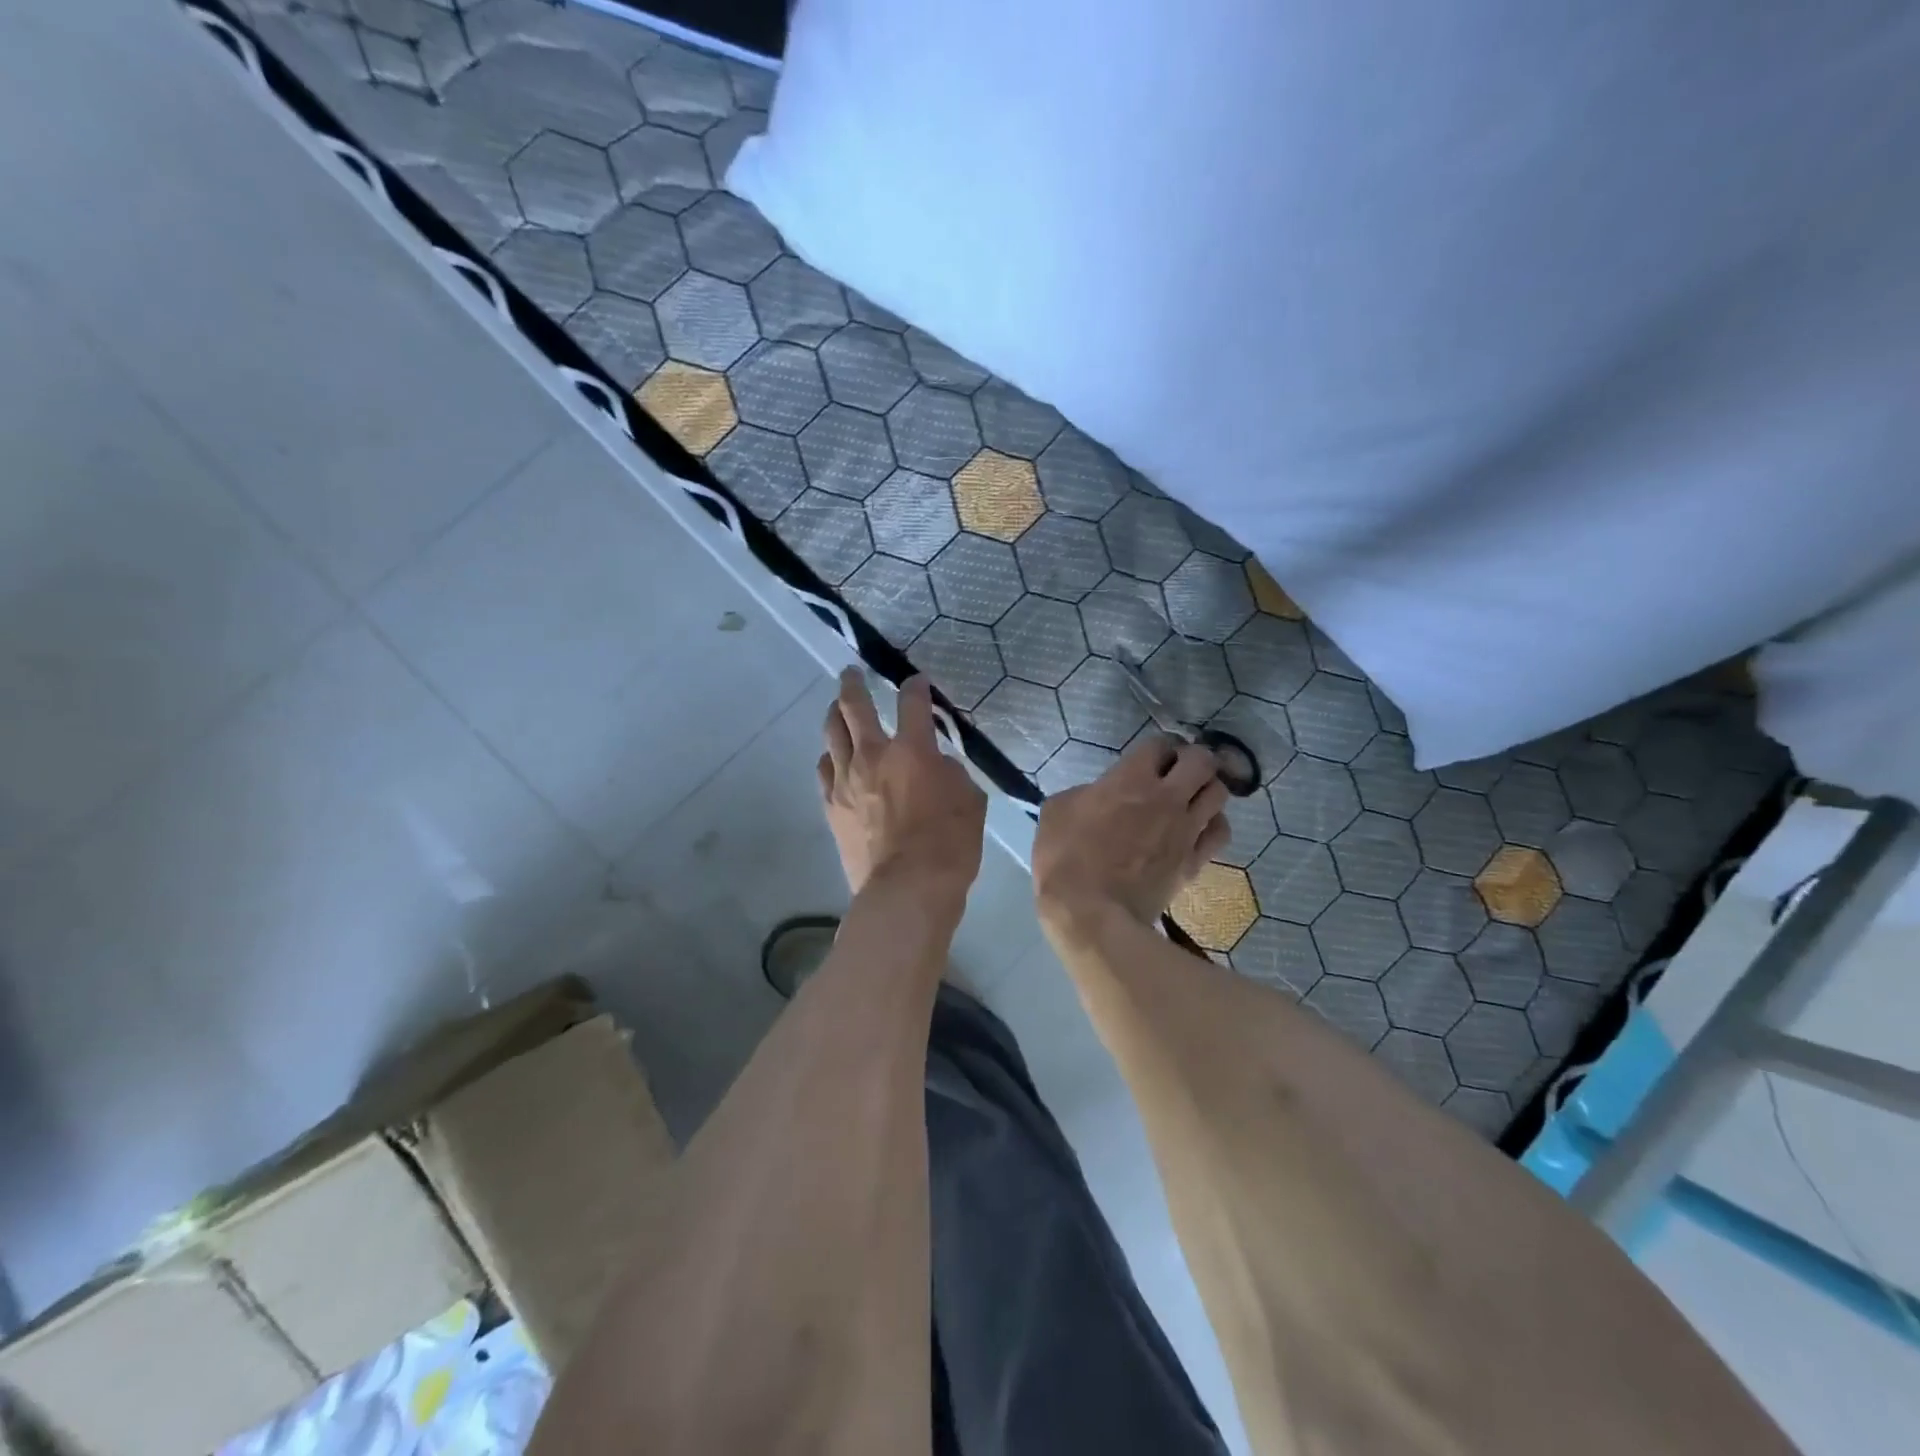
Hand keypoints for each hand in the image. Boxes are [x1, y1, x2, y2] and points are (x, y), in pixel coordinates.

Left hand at [818, 669, 986, 902]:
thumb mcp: (970, 801)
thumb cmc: (949, 844)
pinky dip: (829, 758)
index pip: (912, 703)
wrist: (906, 888)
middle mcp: (873, 755)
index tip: (917, 682)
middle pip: (853, 706)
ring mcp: (846, 780)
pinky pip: (824, 770)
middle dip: (853, 684)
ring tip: (836, 709)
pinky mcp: (831, 805)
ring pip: (832, 733)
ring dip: (834, 715)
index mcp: (912, 750)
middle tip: (851, 673)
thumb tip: (937, 765)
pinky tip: (832, 758)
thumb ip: (951, 773)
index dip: (915, 688)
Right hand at [1033, 734, 1230, 935]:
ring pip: (1219, 792)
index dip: (1157, 747)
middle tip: (1177, 771)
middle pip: (1202, 760)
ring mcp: (1185, 830)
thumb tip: (1095, 795)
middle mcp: (1167, 797)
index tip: (1150, 758)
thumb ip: (1082, 793)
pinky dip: (1213, 823)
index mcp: (1130, 778)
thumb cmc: (1065, 858)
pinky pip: (1219, 832)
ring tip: (1191, 798)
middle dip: (1192, 759)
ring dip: (1206, 789)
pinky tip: (1198, 828)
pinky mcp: (1194, 861)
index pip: (1160, 743)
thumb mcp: (1056, 811)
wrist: (1090, 912)